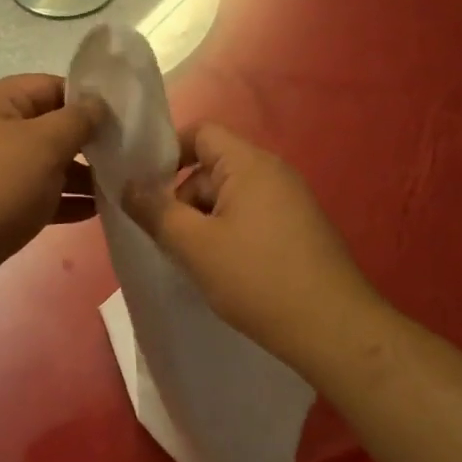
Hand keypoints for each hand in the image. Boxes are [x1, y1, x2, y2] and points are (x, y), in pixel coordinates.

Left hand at [0, 75, 100, 304]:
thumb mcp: (44, 144)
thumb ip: (78, 120)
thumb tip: (99, 105)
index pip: (50, 86)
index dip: (87, 100)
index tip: (122, 120)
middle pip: (46, 126)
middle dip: (85, 141)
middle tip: (124, 156)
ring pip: (41, 164)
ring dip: (77, 175)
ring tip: (116, 187)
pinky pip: (31, 195)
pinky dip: (60, 200)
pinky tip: (93, 212)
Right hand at [122, 123, 384, 368]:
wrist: (334, 329)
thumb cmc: (258, 279)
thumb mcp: (195, 246)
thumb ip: (156, 211)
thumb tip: (128, 185)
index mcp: (249, 164)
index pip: (200, 133)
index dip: (167, 152)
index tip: (143, 188)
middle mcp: (273, 172)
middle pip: (212, 168)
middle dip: (182, 199)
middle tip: (164, 239)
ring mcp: (290, 202)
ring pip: (229, 198)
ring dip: (203, 223)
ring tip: (192, 262)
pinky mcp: (298, 230)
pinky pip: (250, 218)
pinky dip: (228, 236)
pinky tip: (222, 271)